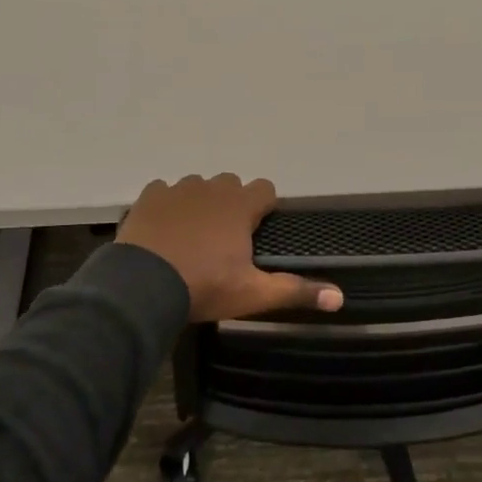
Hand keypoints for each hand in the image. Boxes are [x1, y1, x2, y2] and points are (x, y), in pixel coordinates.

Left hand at [117, 174, 343, 323]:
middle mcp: (212, 188)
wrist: (142, 286)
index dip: (264, 207)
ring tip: (191, 236)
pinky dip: (166, 206)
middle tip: (225, 239)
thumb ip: (295, 291)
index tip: (257, 231)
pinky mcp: (149, 196)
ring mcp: (177, 189)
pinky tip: (163, 230)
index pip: (265, 189)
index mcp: (240, 206)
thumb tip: (339, 297)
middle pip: (231, 184)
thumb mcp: (253, 294)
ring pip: (197, 186)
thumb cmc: (204, 286)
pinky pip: (163, 191)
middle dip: (232, 203)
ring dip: (199, 203)